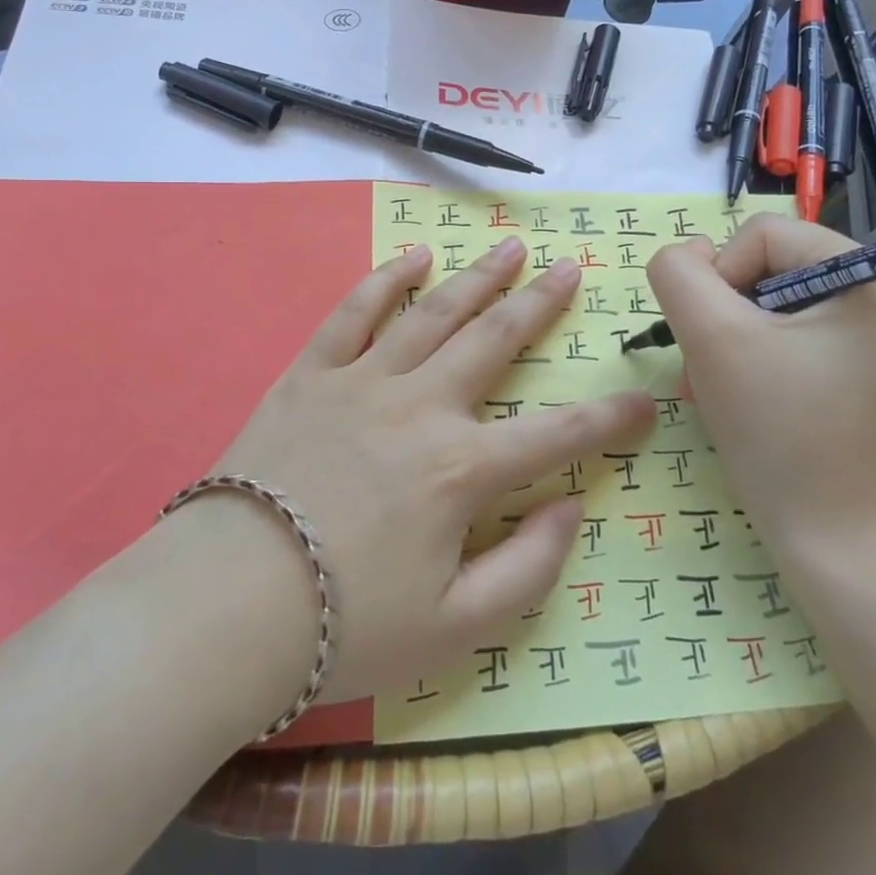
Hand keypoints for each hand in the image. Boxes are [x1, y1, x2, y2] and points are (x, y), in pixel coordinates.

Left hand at [212, 238, 654, 703]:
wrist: (229, 604)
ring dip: (477, 277)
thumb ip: (528, 568)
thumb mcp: (456, 627)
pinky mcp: (312, 373)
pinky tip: (414, 256)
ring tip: (509, 247)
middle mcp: (422, 406)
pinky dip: (386, 279)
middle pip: (495, 340)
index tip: (646, 399)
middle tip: (570, 268)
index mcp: (462, 469)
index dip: (610, 418)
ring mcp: (364, 380)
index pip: (558, 434)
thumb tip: (571, 508)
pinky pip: (354, 313)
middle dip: (540, 304)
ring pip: (434, 312)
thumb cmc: (347, 623)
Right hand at [646, 216, 875, 541]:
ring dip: (722, 338)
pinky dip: (742, 357)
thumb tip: (685, 255)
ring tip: (711, 387)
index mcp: (869, 276)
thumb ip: (678, 274)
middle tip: (705, 367)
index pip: (762, 233)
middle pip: (762, 265)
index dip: (719, 276)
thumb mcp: (712, 337)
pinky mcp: (847, 364)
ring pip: (761, 301)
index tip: (715, 338)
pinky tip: (729, 394)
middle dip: (720, 314)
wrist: (830, 538)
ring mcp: (865, 333)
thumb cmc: (779, 431)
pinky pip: (779, 333)